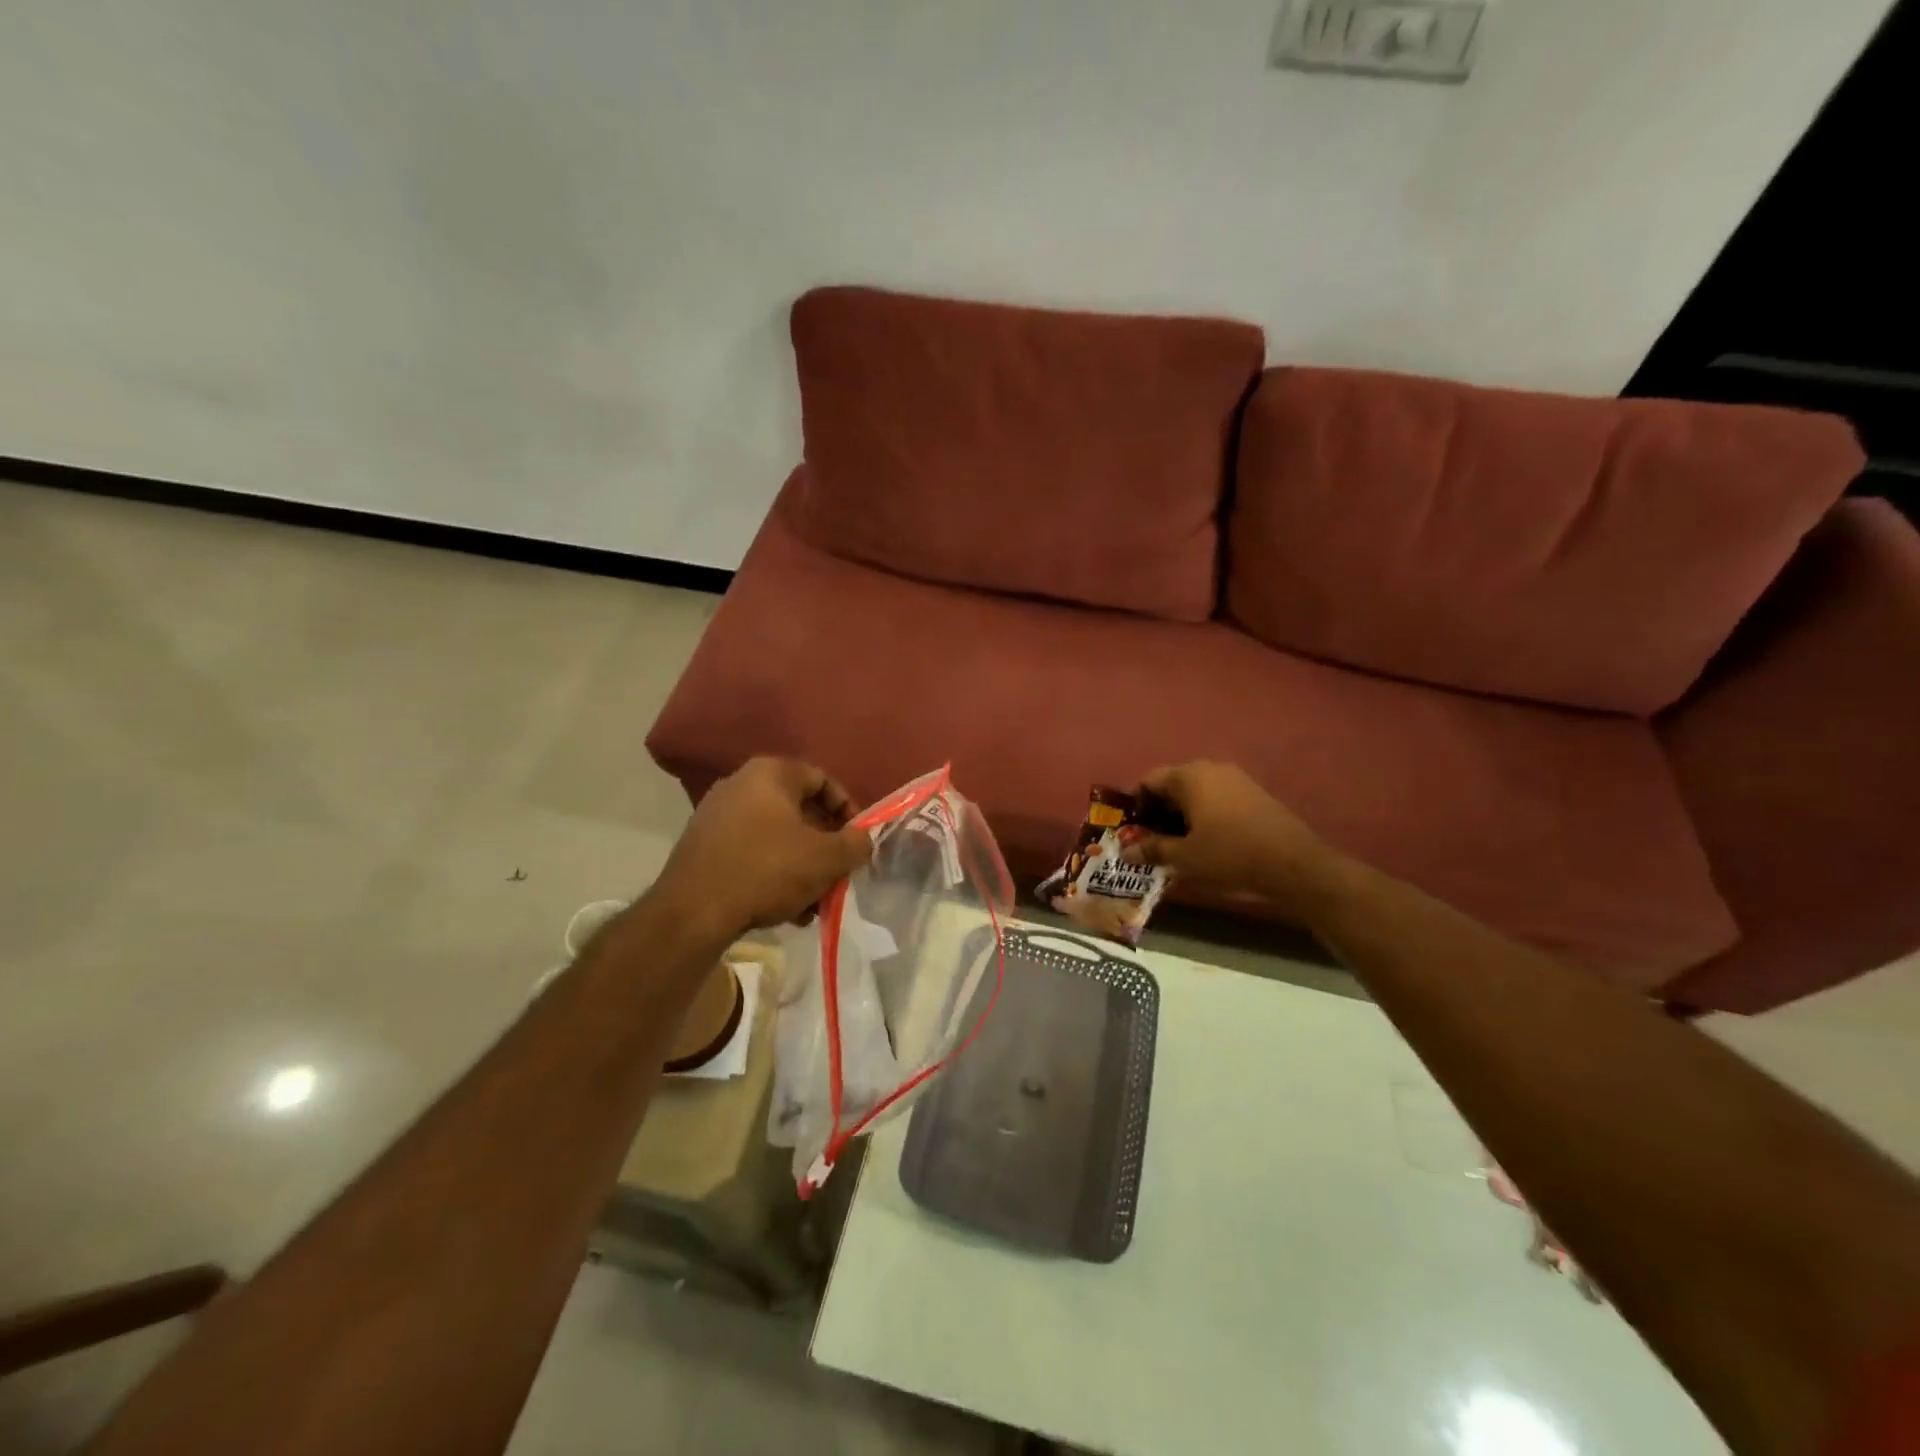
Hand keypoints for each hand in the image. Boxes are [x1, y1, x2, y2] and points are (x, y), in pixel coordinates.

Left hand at [650, 757, 872, 941]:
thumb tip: (863, 840)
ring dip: (802, 865)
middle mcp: (740, 783)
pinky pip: (751, 853)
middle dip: (824, 845)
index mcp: (771, 773)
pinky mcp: (703, 846)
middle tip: (838, 873)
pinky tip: (786, 909)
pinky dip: (773, 874)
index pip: (822, 781)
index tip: (857, 841)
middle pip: (800, 811)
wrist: (693, 912)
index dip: (848, 810)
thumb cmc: (768, 870)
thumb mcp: (826, 858)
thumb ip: (855, 844)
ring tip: (814, 901)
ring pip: (776, 837)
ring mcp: (716, 815)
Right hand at [1120, 761, 1336, 913]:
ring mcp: (1235, 779)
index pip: (1148, 781)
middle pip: (1172, 784)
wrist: (1294, 864)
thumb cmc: (1229, 854)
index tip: (1131, 830)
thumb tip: (1126, 851)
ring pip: (1195, 792)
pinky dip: (1203, 815)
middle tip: (1151, 840)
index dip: (1135, 805)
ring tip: (1177, 844)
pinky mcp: (1253, 794)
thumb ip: (1152, 850)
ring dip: (1181, 815)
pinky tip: (1206, 841)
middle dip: (1158, 811)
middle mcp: (1211, 768)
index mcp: (1189, 776)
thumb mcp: (1185, 856)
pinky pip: (1216, 799)